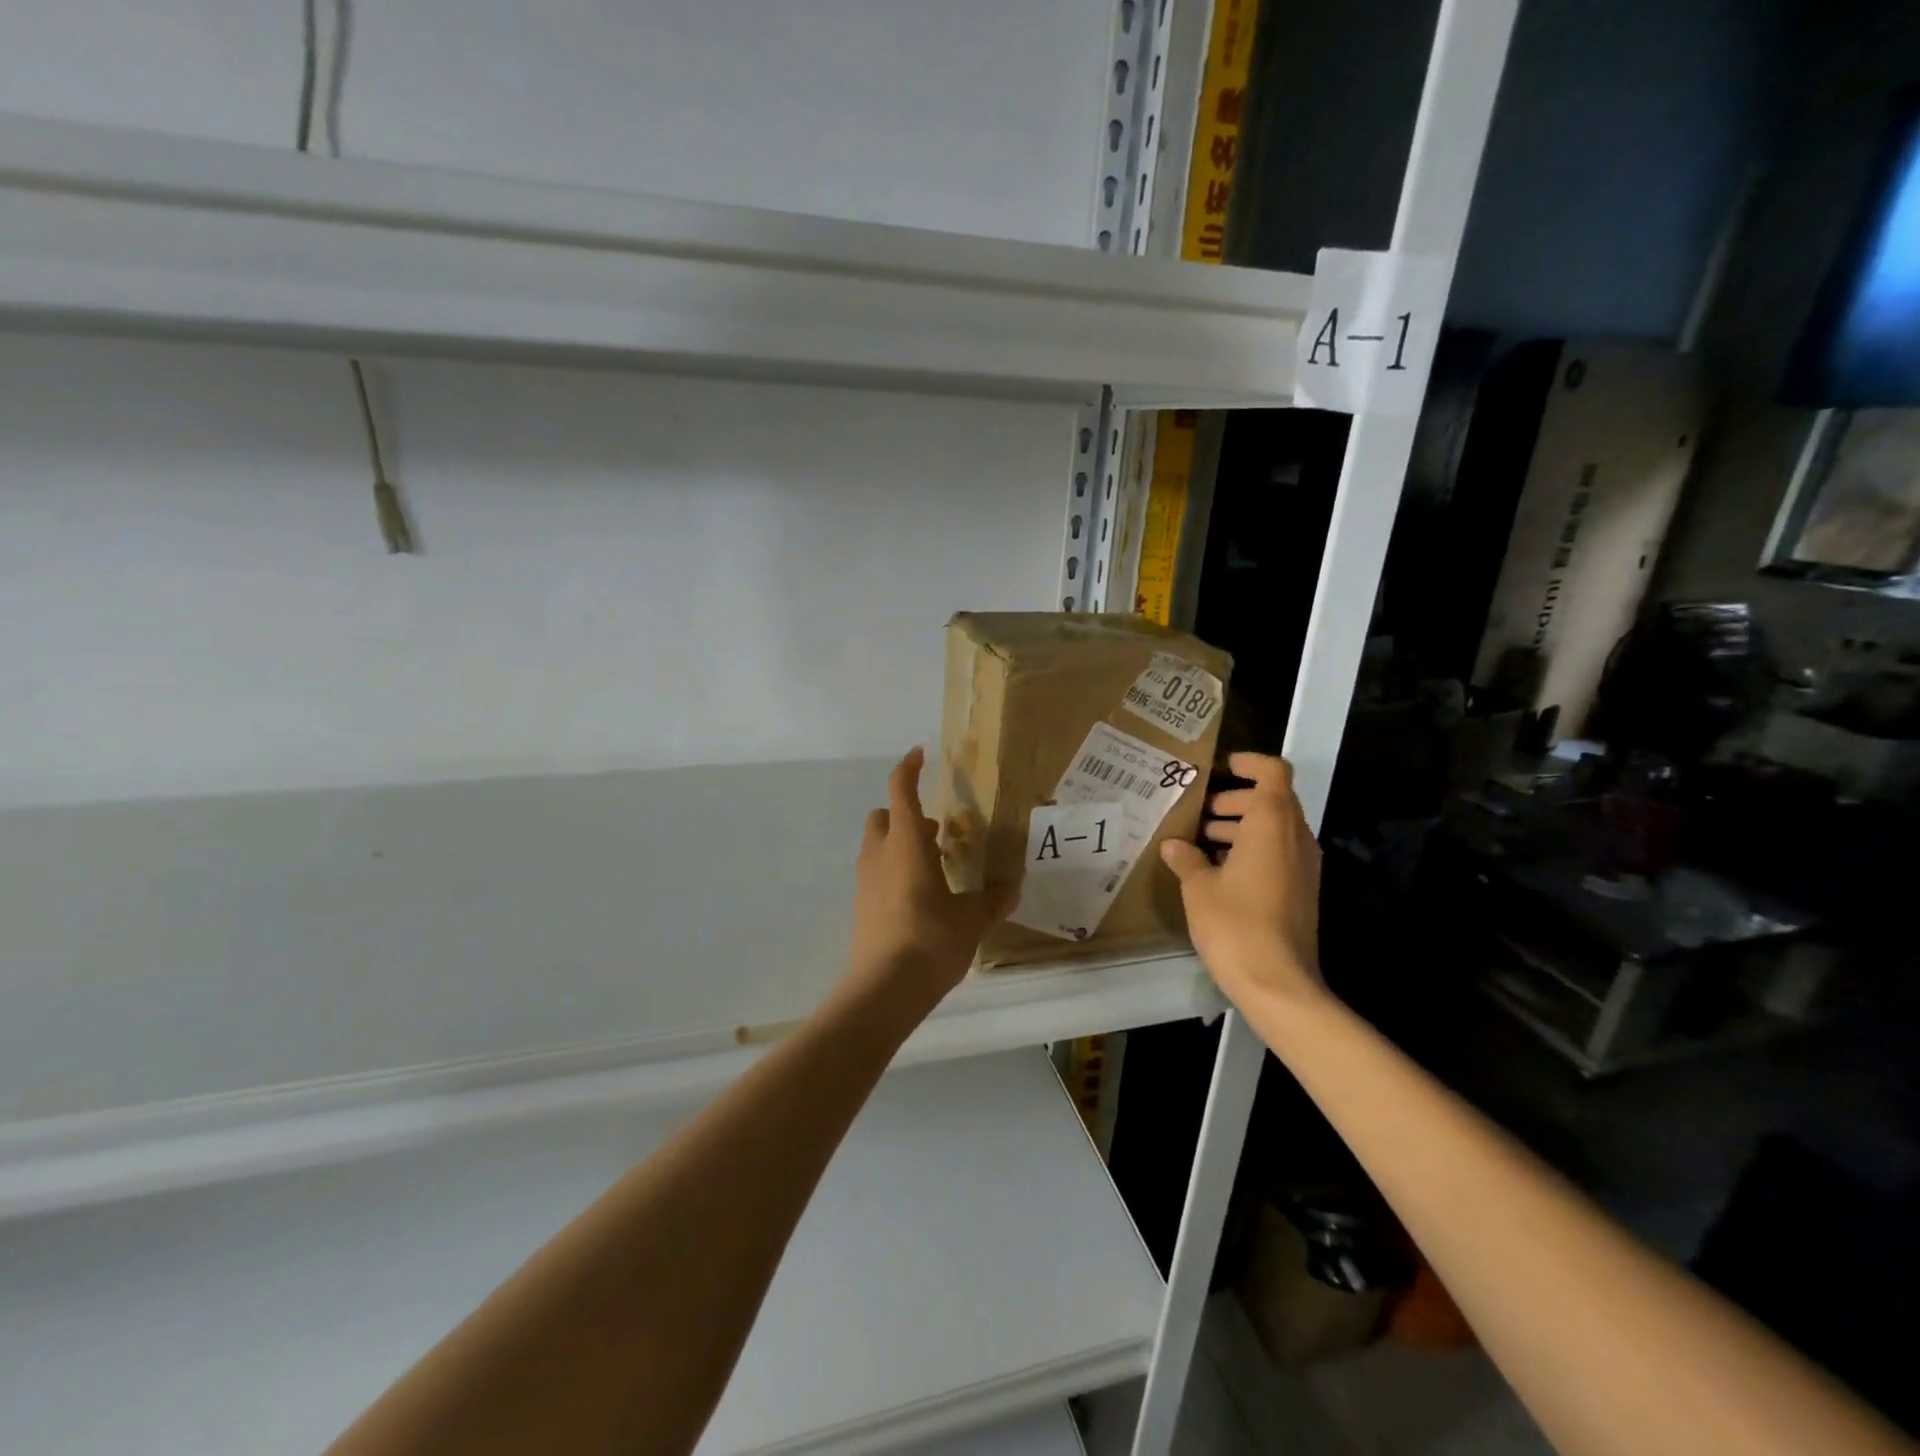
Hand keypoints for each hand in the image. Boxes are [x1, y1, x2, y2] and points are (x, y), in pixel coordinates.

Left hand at [845, 748, 1010, 1012]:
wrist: (884, 990)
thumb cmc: (930, 940)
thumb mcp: (971, 919)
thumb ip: (993, 899)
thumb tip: (1013, 887)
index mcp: (906, 844)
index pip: (901, 790)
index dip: (909, 768)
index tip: (920, 754)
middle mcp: (880, 854)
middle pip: (884, 816)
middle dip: (906, 815)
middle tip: (937, 832)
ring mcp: (866, 881)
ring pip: (878, 845)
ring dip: (901, 844)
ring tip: (935, 867)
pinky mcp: (862, 906)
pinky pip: (876, 873)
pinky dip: (894, 871)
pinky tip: (921, 898)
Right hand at [1160, 752, 1325, 1012]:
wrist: (1279, 984)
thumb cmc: (1235, 925)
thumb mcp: (1199, 888)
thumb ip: (1186, 859)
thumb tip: (1174, 845)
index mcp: (1272, 825)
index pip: (1273, 772)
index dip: (1249, 762)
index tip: (1221, 767)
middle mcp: (1295, 838)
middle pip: (1273, 799)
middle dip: (1237, 799)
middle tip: (1201, 814)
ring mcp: (1304, 866)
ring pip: (1276, 828)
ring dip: (1243, 826)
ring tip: (1203, 843)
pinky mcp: (1303, 891)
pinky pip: (1280, 853)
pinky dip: (1253, 849)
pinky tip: (1220, 872)